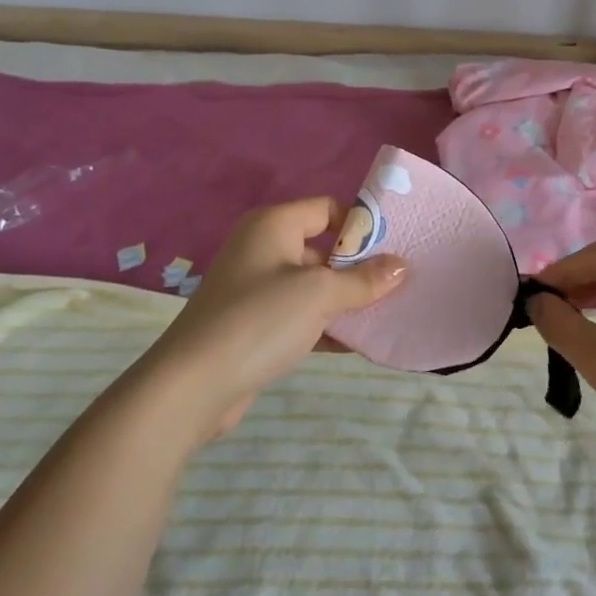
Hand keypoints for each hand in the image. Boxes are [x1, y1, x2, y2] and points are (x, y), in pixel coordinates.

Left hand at [141, 198, 405, 442]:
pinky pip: (299, 315)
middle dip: (359, 267)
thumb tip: (402, 265)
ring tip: (387, 314)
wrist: (193, 385)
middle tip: (399, 283)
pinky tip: (358, 343)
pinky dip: (325, 325)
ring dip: (345, 300)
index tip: (397, 245)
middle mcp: (262, 249)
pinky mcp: (253, 324)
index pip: (327, 209)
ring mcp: (255, 288)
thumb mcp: (320, 294)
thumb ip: (364, 279)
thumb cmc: (260, 320)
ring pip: (313, 285)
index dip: (361, 225)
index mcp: (273, 225)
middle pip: (322, 249)